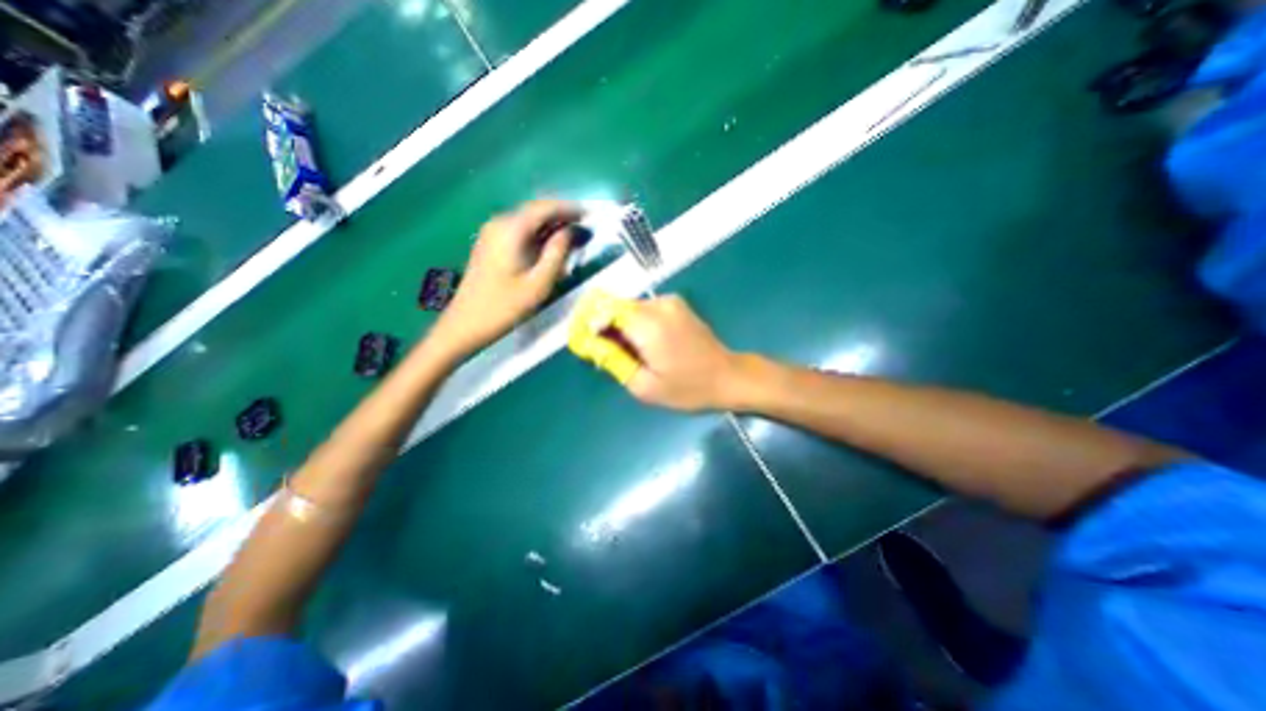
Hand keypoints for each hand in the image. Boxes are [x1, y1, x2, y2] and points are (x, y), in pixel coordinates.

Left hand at [431, 198, 575, 354]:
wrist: (467, 323)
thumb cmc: (506, 306)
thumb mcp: (539, 283)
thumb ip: (558, 253)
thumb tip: (571, 231)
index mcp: (511, 229)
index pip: (545, 207)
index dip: (570, 208)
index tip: (590, 214)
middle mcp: (500, 223)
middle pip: (536, 210)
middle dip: (561, 215)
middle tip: (585, 226)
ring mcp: (492, 232)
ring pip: (528, 219)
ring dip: (551, 225)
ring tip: (573, 235)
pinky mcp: (490, 243)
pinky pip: (519, 229)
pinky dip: (538, 233)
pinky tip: (550, 245)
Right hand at [571, 292, 742, 410]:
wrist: (728, 376)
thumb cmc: (688, 388)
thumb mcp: (644, 386)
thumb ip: (614, 361)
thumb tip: (591, 344)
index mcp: (649, 325)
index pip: (604, 310)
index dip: (589, 322)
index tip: (583, 340)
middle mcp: (658, 305)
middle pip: (616, 307)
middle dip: (604, 326)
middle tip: (605, 353)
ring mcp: (670, 302)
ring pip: (630, 308)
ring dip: (621, 326)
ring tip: (628, 353)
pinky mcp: (677, 305)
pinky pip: (645, 309)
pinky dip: (636, 323)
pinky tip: (644, 345)